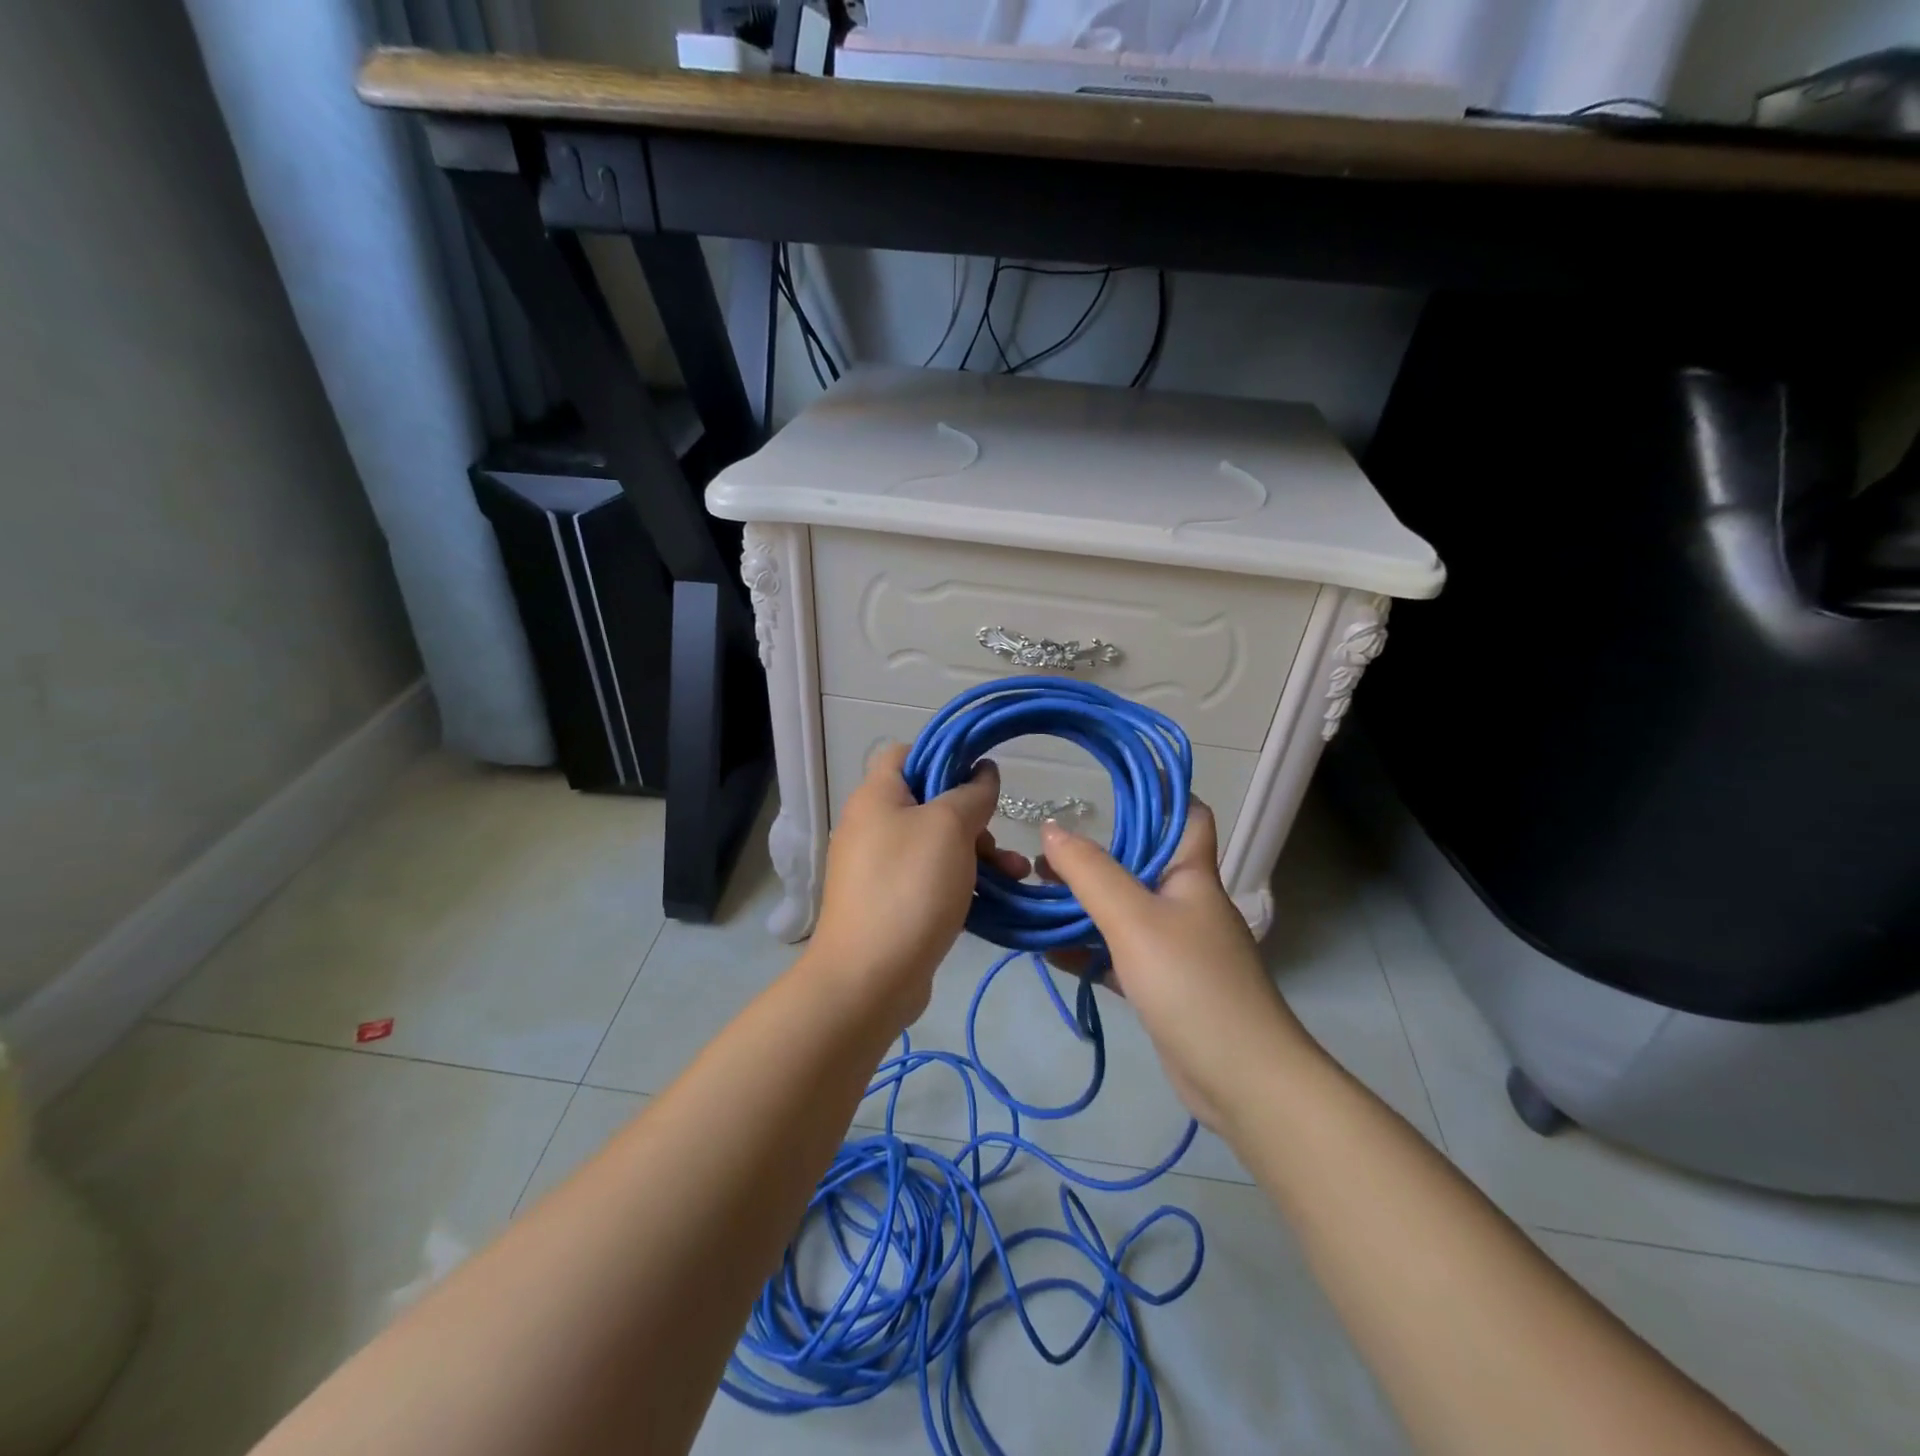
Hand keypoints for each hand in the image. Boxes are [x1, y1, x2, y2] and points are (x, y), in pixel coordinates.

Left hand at [809, 743, 1029, 1026]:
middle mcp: (872, 826)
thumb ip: (971, 793)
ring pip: (936, 845)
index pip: (905, 753)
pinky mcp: (891, 904)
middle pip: (928, 803)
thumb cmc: (909, 888)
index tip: (980, 775)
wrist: (868, 979)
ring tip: (1017, 874)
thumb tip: (983, 771)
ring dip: (978, 853)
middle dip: (972, 817)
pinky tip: (996, 899)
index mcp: (876, 797)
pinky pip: (931, 880)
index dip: (943, 755)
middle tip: (997, 838)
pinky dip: (962, 883)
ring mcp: (879, 869)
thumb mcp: (949, 828)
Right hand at [1038, 801, 1312, 1131]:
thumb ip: (1090, 873)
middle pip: (1140, 863)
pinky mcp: (1161, 985)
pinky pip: (1116, 954)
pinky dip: (1084, 948)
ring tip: (1035, 891)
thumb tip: (1051, 829)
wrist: (1240, 1079)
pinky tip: (1045, 948)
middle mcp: (1185, 903)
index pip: (1186, 815)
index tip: (1107, 785)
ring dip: (1083, 902)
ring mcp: (1174, 947)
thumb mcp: (1134, 920)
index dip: (1157, 793)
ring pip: (1123, 911)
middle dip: (1095, 854)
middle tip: (1045, 851)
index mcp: (1192, 874)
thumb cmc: (1191, 983)